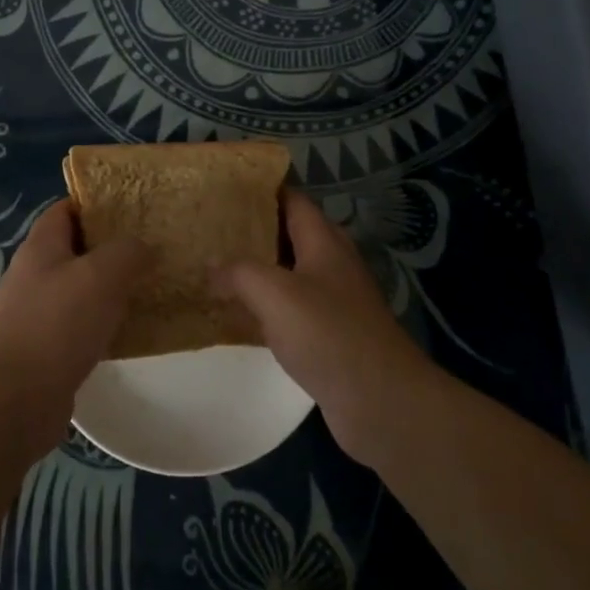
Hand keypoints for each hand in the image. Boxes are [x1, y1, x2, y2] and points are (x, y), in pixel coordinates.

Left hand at [0, 201, 149, 456]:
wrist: (15, 400)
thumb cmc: (57, 325)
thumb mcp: (101, 275)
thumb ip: (127, 252)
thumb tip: (143, 246)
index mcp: (41, 247)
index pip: (66, 209)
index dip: (97, 203)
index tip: (135, 207)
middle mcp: (35, 275)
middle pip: (76, 249)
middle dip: (113, 247)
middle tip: (154, 248)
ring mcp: (37, 314)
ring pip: (82, 290)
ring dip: (112, 289)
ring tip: (152, 286)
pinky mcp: (46, 349)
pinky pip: (82, 325)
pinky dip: (106, 324)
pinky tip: (134, 331)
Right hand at [220, 190, 446, 463]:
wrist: (380, 401)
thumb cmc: (328, 334)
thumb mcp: (275, 293)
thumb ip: (238, 272)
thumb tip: (210, 265)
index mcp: (324, 242)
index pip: (293, 200)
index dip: (262, 190)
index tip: (224, 188)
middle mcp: (332, 265)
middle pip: (290, 235)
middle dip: (252, 230)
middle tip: (210, 229)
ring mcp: (333, 302)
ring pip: (288, 275)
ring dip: (256, 271)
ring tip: (213, 268)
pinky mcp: (329, 336)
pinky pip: (289, 311)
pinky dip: (263, 308)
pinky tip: (235, 316)